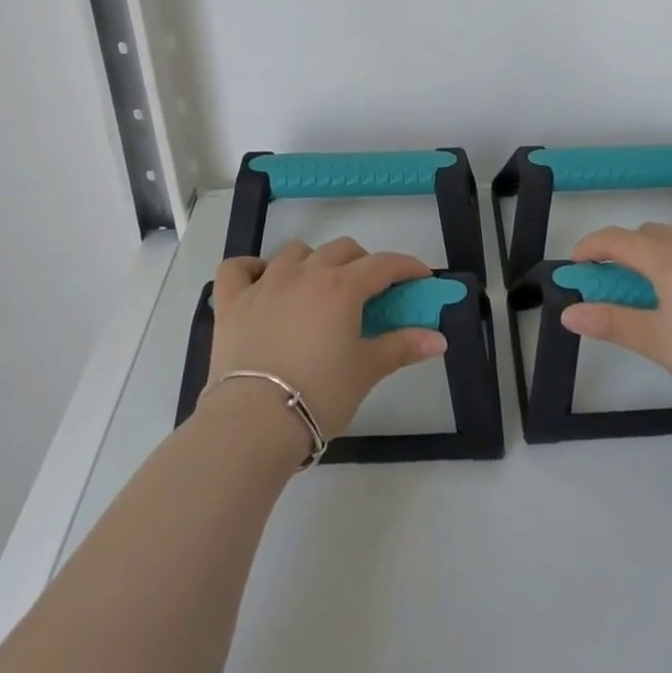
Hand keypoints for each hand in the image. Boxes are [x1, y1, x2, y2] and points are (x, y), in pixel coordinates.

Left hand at [204, 238, 446, 439]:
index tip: (420, 277)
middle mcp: (305, 274)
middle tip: (370, 292)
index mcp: (342, 287)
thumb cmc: (320, 394)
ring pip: (296, 252)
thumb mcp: (366, 370)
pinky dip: (252, 268)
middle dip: (362, 262)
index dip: (407, 267)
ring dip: (314, 261)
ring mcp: (265, 284)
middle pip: (342, 249)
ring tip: (319, 288)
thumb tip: (439, 339)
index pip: (384, 264)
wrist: (253, 422)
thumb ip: (402, 347)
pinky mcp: (232, 303)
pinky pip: (237, 268)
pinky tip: (261, 281)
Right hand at [563, 221, 671, 410]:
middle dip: (628, 249)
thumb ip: (610, 322)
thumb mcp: (655, 341)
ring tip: (667, 273)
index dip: (592, 247)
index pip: (617, 240)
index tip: (577, 265)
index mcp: (666, 259)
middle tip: (620, 281)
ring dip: (669, 243)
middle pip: (650, 233)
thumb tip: (568, 312)